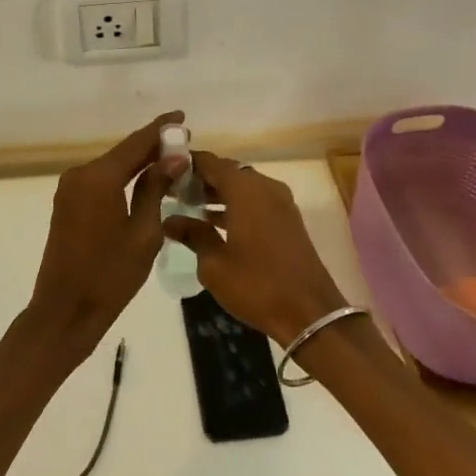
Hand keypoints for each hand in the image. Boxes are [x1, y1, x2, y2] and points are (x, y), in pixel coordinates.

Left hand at [26, 111, 187, 356]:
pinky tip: (145, 181)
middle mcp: (80, 175)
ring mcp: (70, 189)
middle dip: (152, 147)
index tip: (182, 117)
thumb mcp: (143, 233)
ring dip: (139, 163)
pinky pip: (101, 182)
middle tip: (184, 143)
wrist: (64, 312)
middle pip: (123, 153)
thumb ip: (155, 190)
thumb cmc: (110, 276)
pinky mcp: (67, 204)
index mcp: (98, 178)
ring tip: (172, 161)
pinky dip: (123, 178)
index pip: (136, 143)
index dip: (161, 129)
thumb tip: (173, 159)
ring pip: (112, 167)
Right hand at [162, 152, 347, 344]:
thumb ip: (192, 234)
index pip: (211, 162)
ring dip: (219, 193)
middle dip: (202, 178)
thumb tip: (169, 220)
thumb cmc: (256, 285)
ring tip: (190, 206)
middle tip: (174, 191)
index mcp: (245, 190)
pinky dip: (236, 204)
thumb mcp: (214, 264)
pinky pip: (257, 200)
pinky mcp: (289, 220)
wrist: (310, 313)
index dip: (187, 163)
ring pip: (243, 186)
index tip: (165, 171)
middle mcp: (265, 187)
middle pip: (228, 171)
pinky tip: (216, 222)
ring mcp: (281, 202)